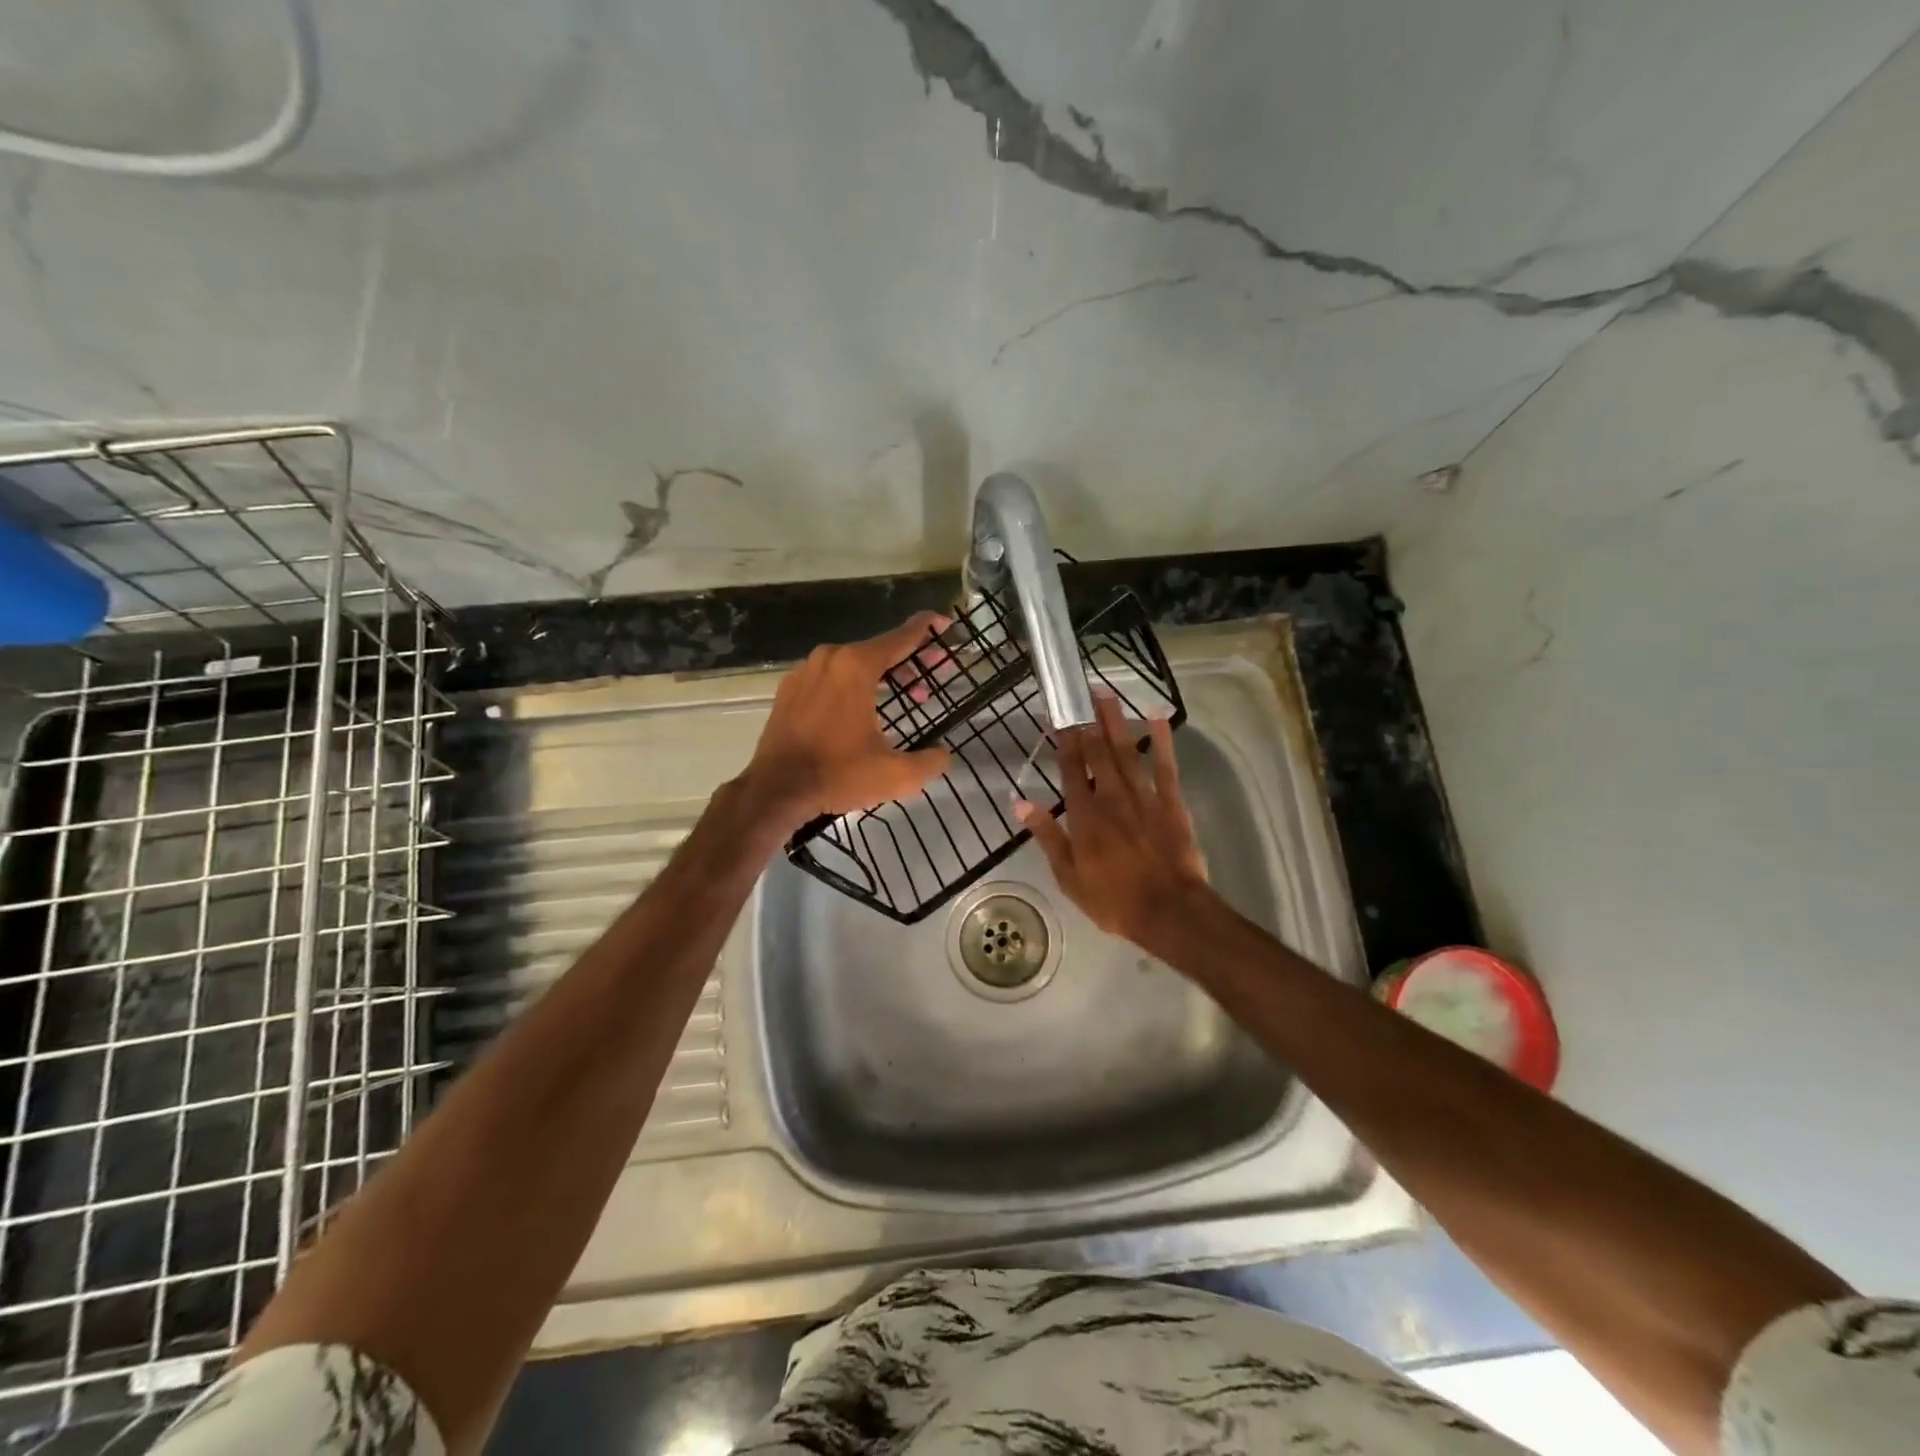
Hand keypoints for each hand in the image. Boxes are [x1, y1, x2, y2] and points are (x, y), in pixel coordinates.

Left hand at [741, 612, 954, 825]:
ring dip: (880, 677)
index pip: (901, 637)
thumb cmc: (838, 775)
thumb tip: (943, 755)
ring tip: (901, 699)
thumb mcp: (897, 774)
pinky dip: (851, 686)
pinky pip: (829, 679)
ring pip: (852, 664)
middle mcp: (829, 658)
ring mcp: (804, 672)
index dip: (926, 629)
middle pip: (878, 650)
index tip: (944, 623)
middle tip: (931, 678)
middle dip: (909, 662)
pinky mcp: (788, 691)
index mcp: (857, 666)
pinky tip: (861, 711)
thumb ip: (930, 761)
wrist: (775, 790)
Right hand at [1015, 693, 1214, 953]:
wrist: (1169, 912)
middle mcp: (1111, 797)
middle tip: (1082, 692)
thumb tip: (1020, 801)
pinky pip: (1166, 766)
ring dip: (1116, 722)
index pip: (1070, 768)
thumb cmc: (1113, 899)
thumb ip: (1047, 836)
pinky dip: (1162, 741)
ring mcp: (1144, 797)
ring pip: (1127, 752)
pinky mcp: (1171, 803)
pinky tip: (1158, 717)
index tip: (1057, 715)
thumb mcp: (1068, 876)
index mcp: (1084, 815)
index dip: (1063, 739)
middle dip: (1088, 721)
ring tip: (1107, 695)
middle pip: (1098, 752)